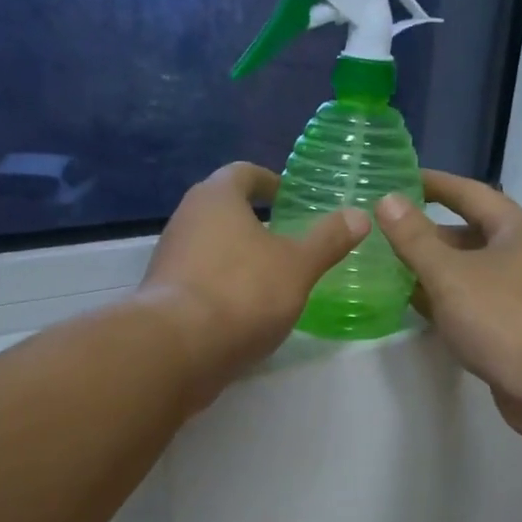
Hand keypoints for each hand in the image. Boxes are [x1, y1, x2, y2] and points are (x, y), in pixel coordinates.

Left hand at [140, 162, 367, 404]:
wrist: (178, 348)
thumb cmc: (243, 292)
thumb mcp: (298, 266)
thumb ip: (328, 240)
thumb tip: (359, 215)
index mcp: (216, 197)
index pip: (243, 173)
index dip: (267, 181)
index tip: (286, 196)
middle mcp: (186, 218)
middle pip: (221, 209)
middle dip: (251, 221)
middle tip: (284, 237)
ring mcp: (169, 258)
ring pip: (209, 246)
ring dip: (236, 255)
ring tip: (269, 276)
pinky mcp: (162, 295)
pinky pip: (199, 279)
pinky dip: (221, 285)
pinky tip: (243, 309)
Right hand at [375, 171, 521, 441]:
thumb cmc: (503, 319)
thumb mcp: (450, 274)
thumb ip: (415, 239)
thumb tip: (387, 201)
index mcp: (514, 229)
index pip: (469, 193)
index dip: (433, 183)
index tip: (397, 178)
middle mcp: (521, 254)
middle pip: (467, 233)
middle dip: (426, 232)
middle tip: (382, 229)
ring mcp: (518, 293)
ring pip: (467, 271)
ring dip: (431, 268)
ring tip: (386, 265)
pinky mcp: (511, 326)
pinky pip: (470, 301)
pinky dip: (443, 299)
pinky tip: (413, 303)